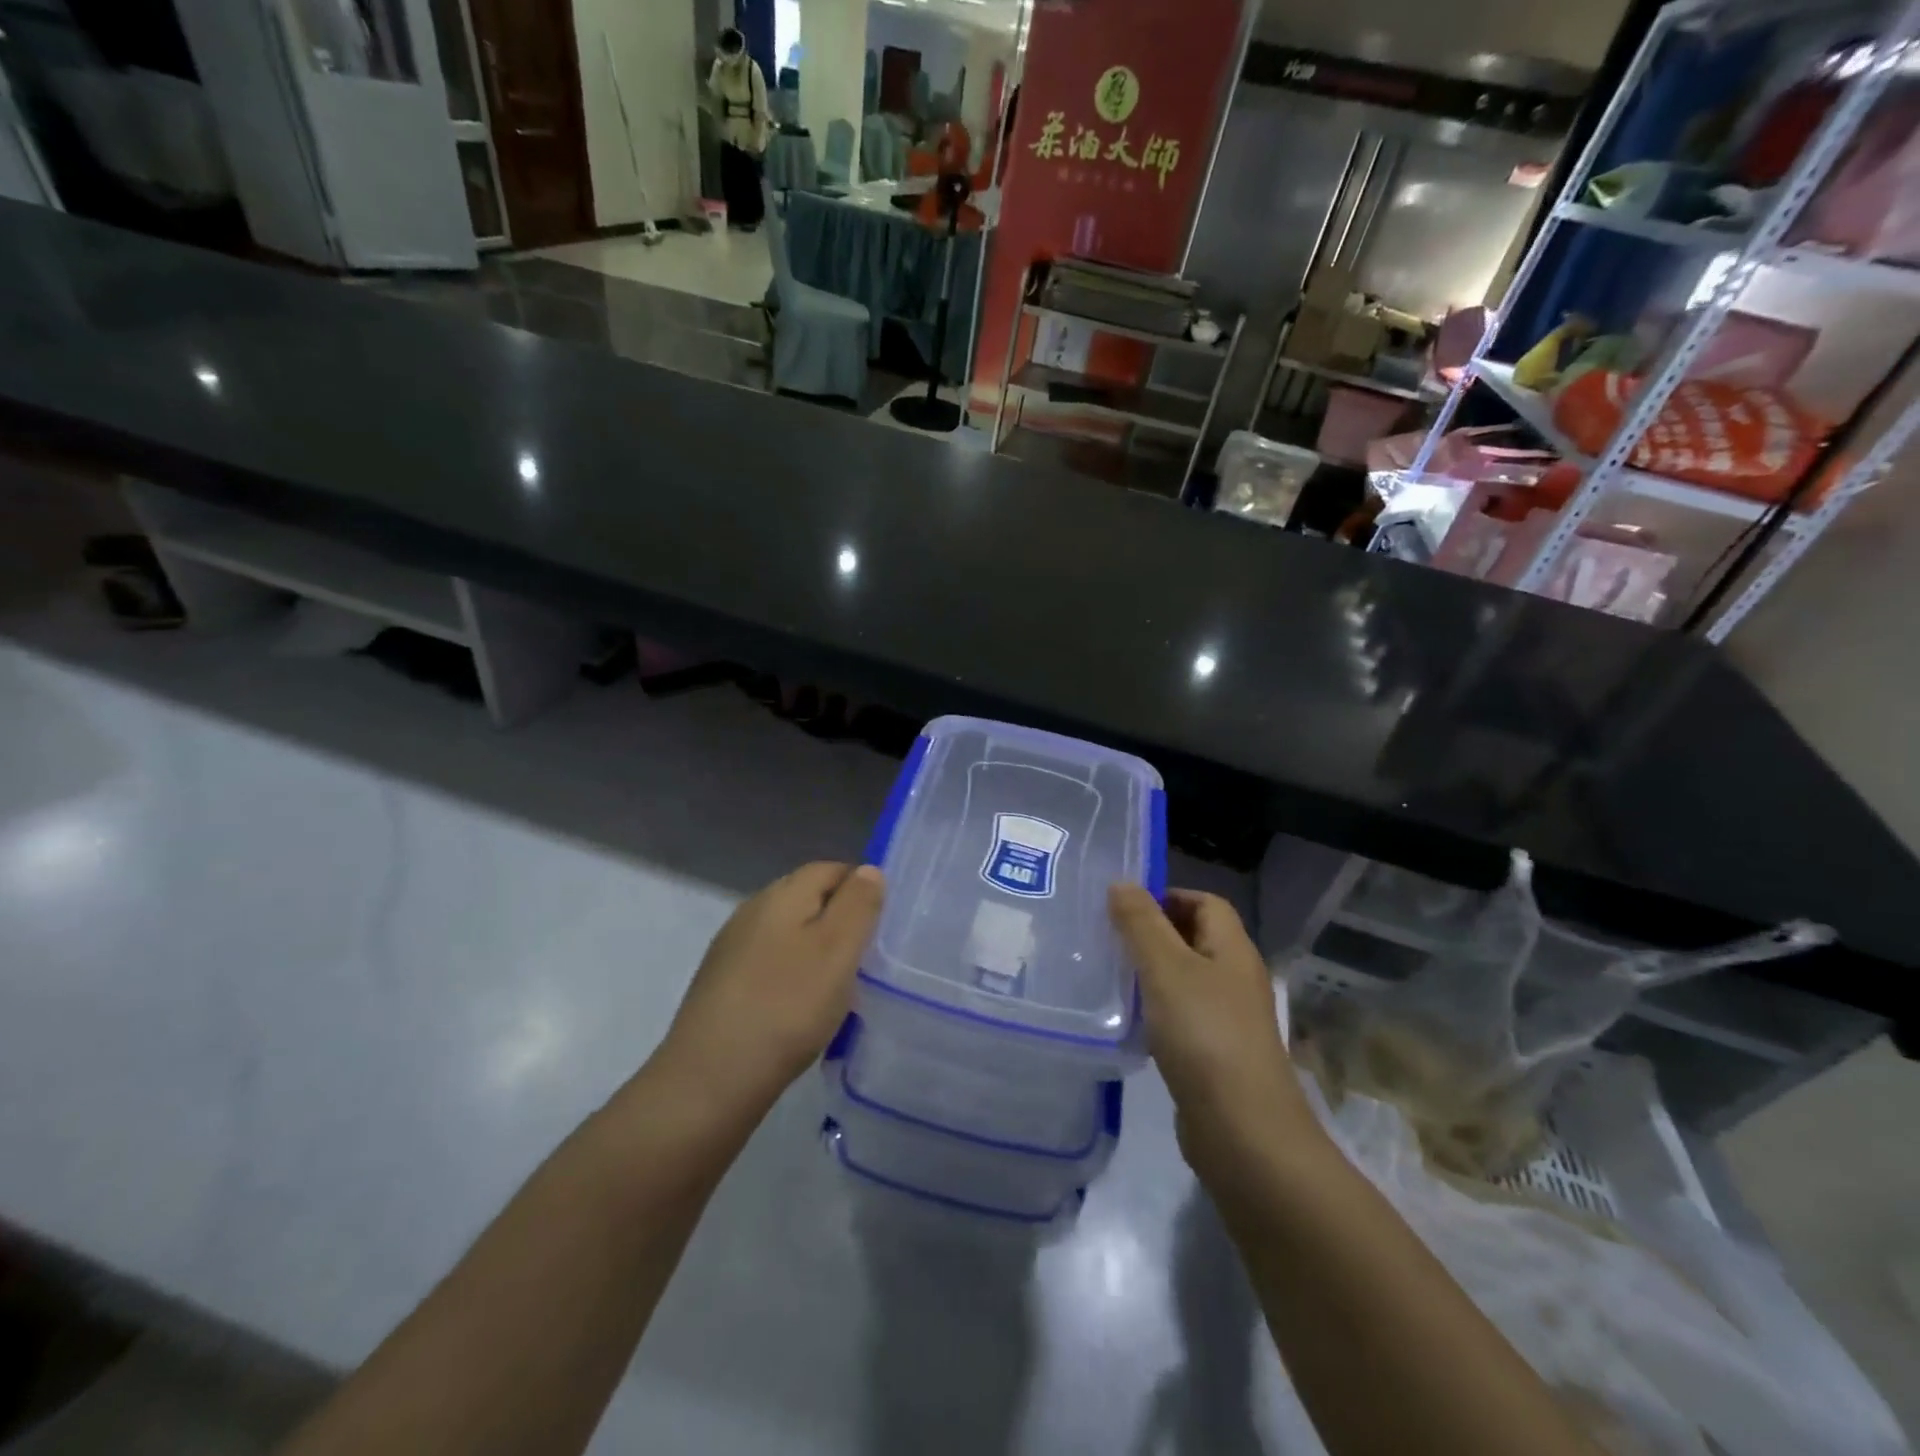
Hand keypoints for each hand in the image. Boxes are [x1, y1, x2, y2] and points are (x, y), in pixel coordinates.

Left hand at [654, 863, 884, 1120]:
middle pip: (807, 898)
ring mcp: (732, 947)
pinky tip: (800, 1009)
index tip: (881, 927)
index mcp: (781, 894)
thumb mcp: (838, 950)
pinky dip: (792, 976)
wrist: (710, 1080)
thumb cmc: (787, 1007)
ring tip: (837, 989)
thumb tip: (868, 870)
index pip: (830, 869)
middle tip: (865, 960)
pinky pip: (770, 963)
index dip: (861, 889)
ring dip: (816, 951)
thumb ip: (858, 904)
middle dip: (840, 920)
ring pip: (789, 933)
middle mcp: (752, 910)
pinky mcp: (721, 983)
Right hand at [1109, 886, 1315, 1178]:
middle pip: (1195, 938)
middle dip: (1152, 933)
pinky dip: (1156, 1012)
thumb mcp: (1166, 969)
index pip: (1205, 902)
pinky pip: (1182, 1017)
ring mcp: (1229, 1020)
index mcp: (1232, 950)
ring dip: (1151, 974)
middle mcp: (1236, 979)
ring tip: (1109, 976)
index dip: (1167, 896)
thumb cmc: (1204, 1035)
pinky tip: (1128, 1023)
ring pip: (1185, 979)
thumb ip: (1141, 923)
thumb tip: (1122, 883)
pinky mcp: (1215, 1055)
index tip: (1123, 908)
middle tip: (1107, 938)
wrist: (1243, 1132)